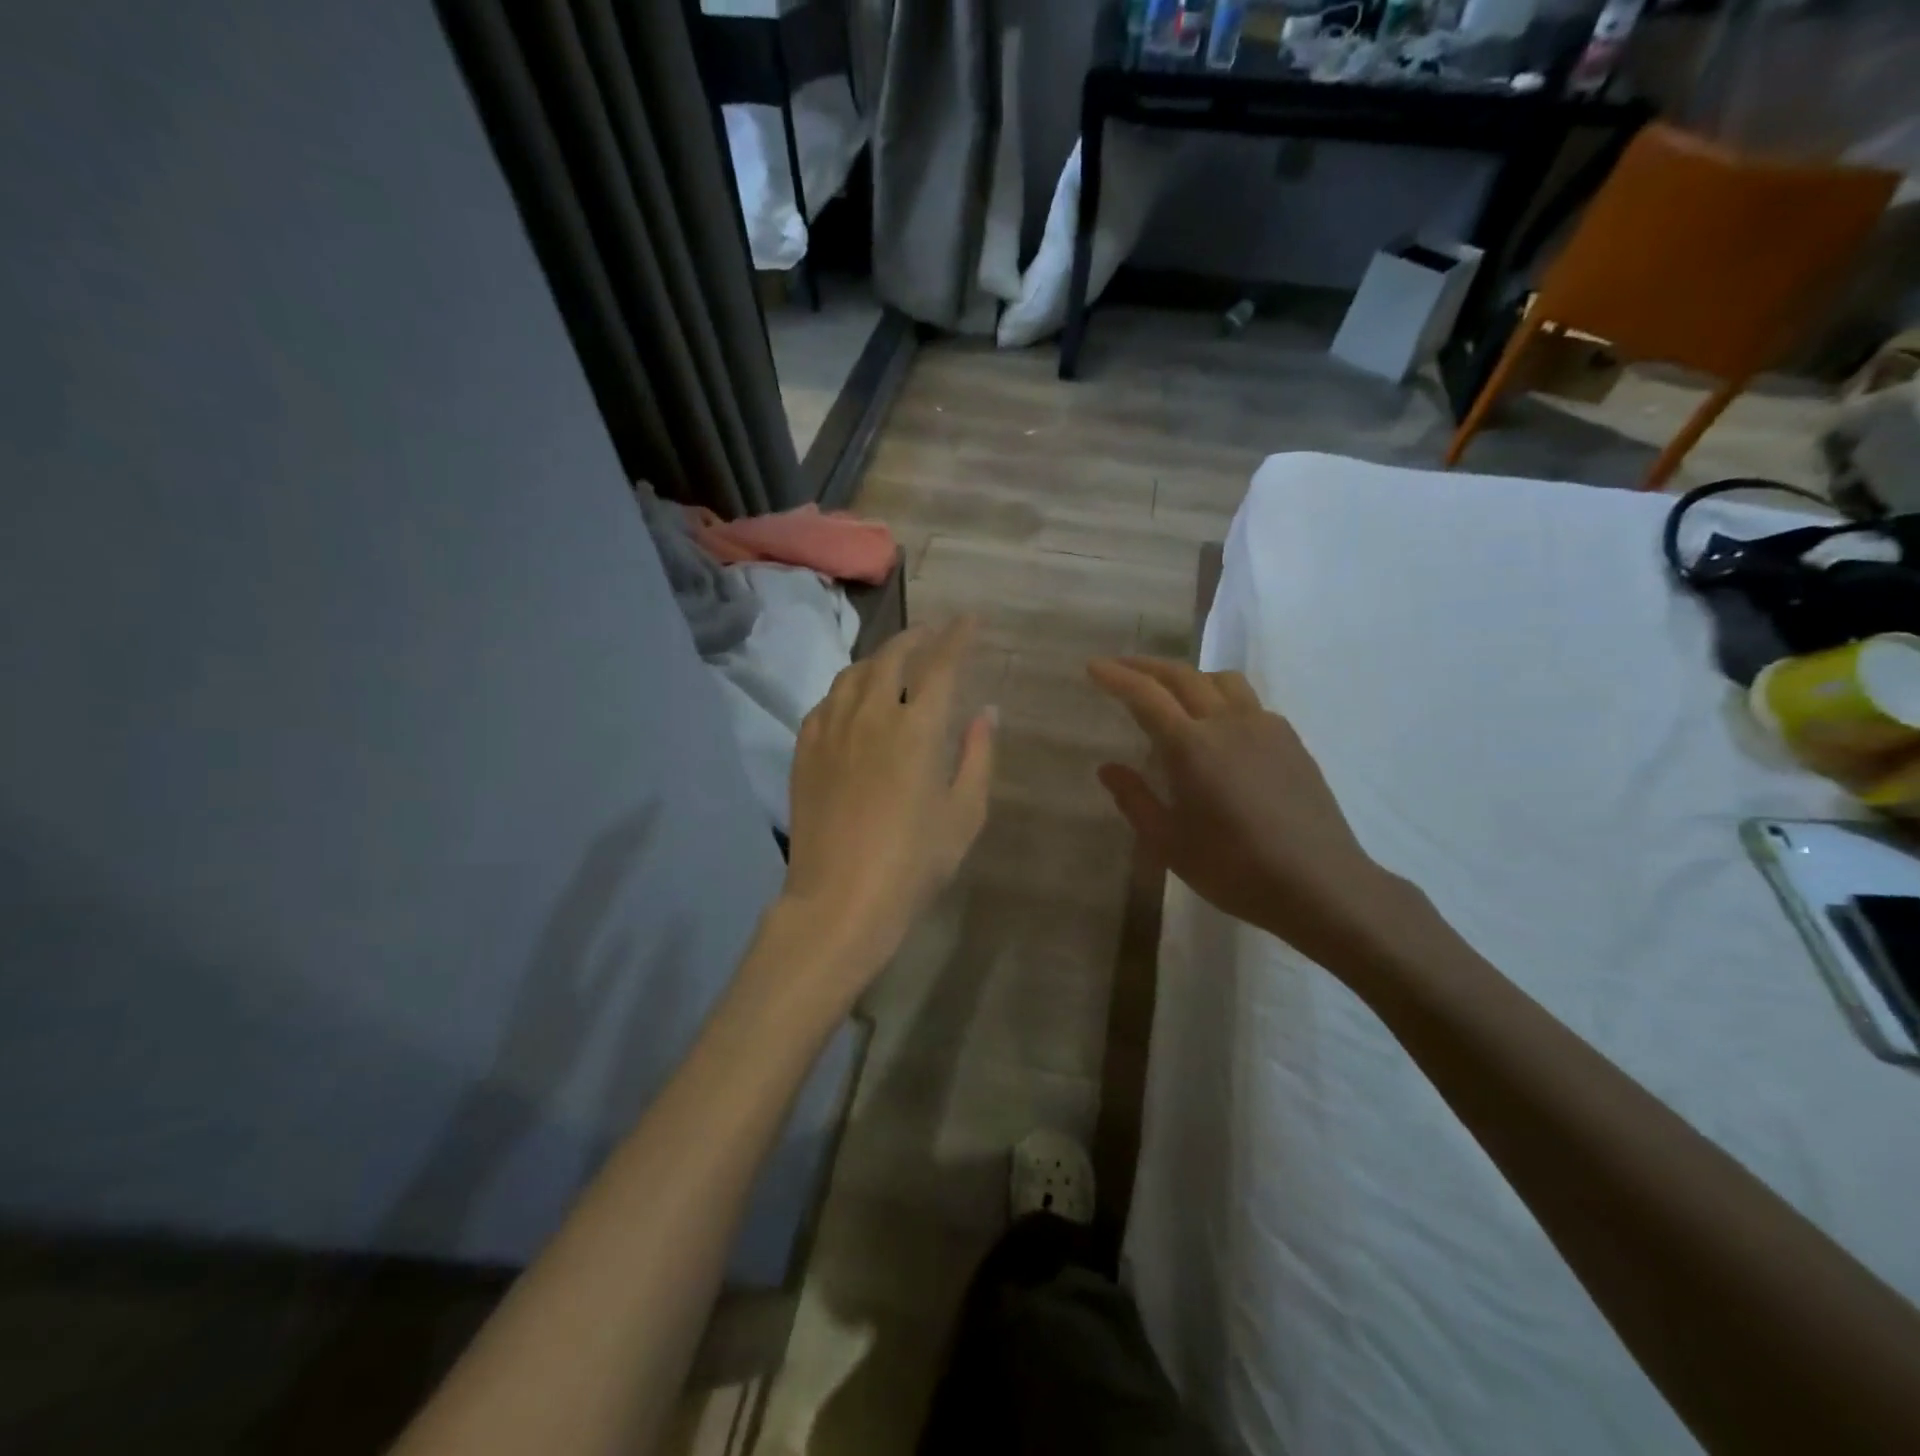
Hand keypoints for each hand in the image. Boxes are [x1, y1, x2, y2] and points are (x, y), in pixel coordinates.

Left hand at [779, 620, 994, 996]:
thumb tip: (986, 711)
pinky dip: (848, 689)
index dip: (958, 636)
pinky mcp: (805, 749)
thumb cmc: (914, 863)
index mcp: (917, 729)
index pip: (941, 663)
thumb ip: (978, 756)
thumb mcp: (964, 814)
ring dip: (880, 658)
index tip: (970, 620)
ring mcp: (831, 729)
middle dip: (917, 637)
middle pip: (893, 656)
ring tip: (896, 662)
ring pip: (854, 673)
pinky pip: (827, 701)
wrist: (840, 899)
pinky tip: (854, 701)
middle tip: (934, 633)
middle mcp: (872, 715)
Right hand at [1088, 657, 1400, 969]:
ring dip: (1189, 676)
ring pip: (1222, 680)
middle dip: (1146, 666)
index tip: (1093, 666)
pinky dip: (1222, 698)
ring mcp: (1265, 727)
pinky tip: (1219, 728)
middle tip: (1121, 667)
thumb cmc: (1235, 868)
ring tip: (1172, 692)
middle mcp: (1228, 723)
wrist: (1321, 884)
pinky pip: (1249, 702)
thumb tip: (1108, 768)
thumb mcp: (1170, 843)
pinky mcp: (1291, 741)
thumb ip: (1135, 800)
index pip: (1146, 696)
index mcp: (1192, 746)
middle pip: (1183, 675)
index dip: (1117, 677)